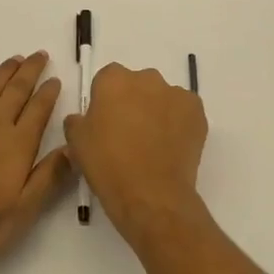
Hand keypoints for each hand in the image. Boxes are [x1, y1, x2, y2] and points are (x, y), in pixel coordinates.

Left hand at [0, 53, 72, 259]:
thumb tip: (73, 147)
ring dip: (4, 73)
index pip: (39, 110)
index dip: (48, 93)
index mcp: (18, 144)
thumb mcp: (26, 207)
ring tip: (15, 59)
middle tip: (39, 55)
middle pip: (16, 91)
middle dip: (30, 71)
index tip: (55, 78)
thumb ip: (50, 175)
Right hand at [65, 63, 207, 240]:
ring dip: (157, 111)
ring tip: (153, 144)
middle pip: (137, 85)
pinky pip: (183, 110)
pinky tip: (171, 147)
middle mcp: (146, 78)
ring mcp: (175, 93)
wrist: (151, 195)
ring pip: (162, 97)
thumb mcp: (77, 143)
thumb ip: (76, 121)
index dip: (105, 101)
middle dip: (133, 102)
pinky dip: (178, 123)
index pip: (107, 80)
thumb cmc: (108, 165)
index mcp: (113, 80)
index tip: (105, 123)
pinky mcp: (196, 111)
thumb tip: (82, 119)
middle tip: (128, 134)